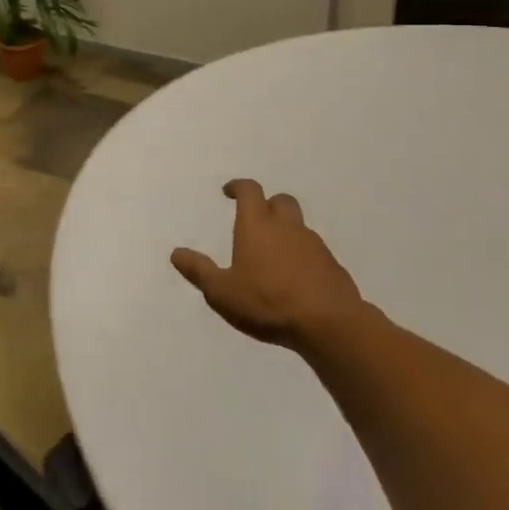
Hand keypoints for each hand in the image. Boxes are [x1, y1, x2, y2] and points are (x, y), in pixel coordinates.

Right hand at [171, 179, 361, 348]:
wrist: (328, 323)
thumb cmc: (267, 302)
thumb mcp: (222, 292)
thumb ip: (199, 271)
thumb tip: (176, 253)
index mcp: (257, 225)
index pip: (250, 191)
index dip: (238, 187)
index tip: (229, 191)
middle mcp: (287, 227)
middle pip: (280, 201)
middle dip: (267, 204)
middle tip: (255, 220)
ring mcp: (313, 244)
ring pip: (299, 226)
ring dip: (286, 232)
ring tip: (273, 256)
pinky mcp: (332, 265)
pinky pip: (313, 251)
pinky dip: (302, 256)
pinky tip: (295, 279)